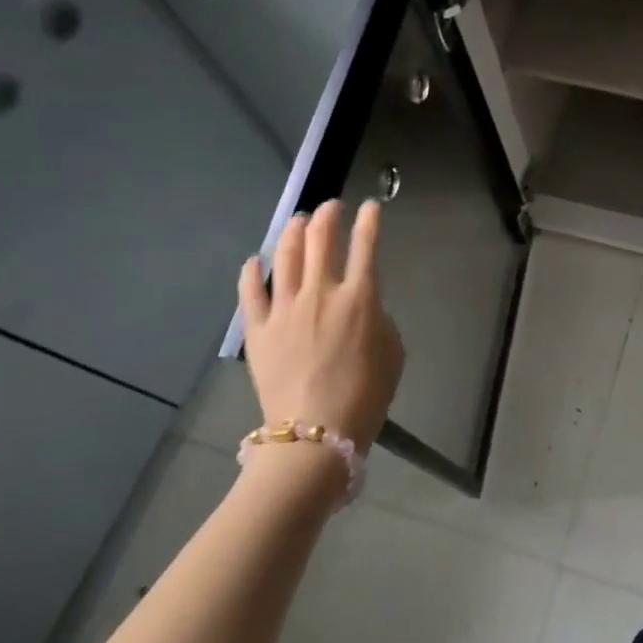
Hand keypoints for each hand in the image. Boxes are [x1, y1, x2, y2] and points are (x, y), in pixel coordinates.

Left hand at [238, 199, 404, 452]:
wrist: (315, 436)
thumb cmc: (365, 395)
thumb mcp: (392, 350)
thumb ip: (378, 316)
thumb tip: (361, 305)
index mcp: (360, 298)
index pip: (366, 244)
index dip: (370, 220)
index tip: (371, 206)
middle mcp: (321, 293)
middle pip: (321, 239)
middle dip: (328, 215)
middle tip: (331, 207)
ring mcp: (285, 309)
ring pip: (285, 255)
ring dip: (293, 231)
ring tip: (298, 220)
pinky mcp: (258, 330)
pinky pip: (250, 292)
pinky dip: (251, 271)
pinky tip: (254, 260)